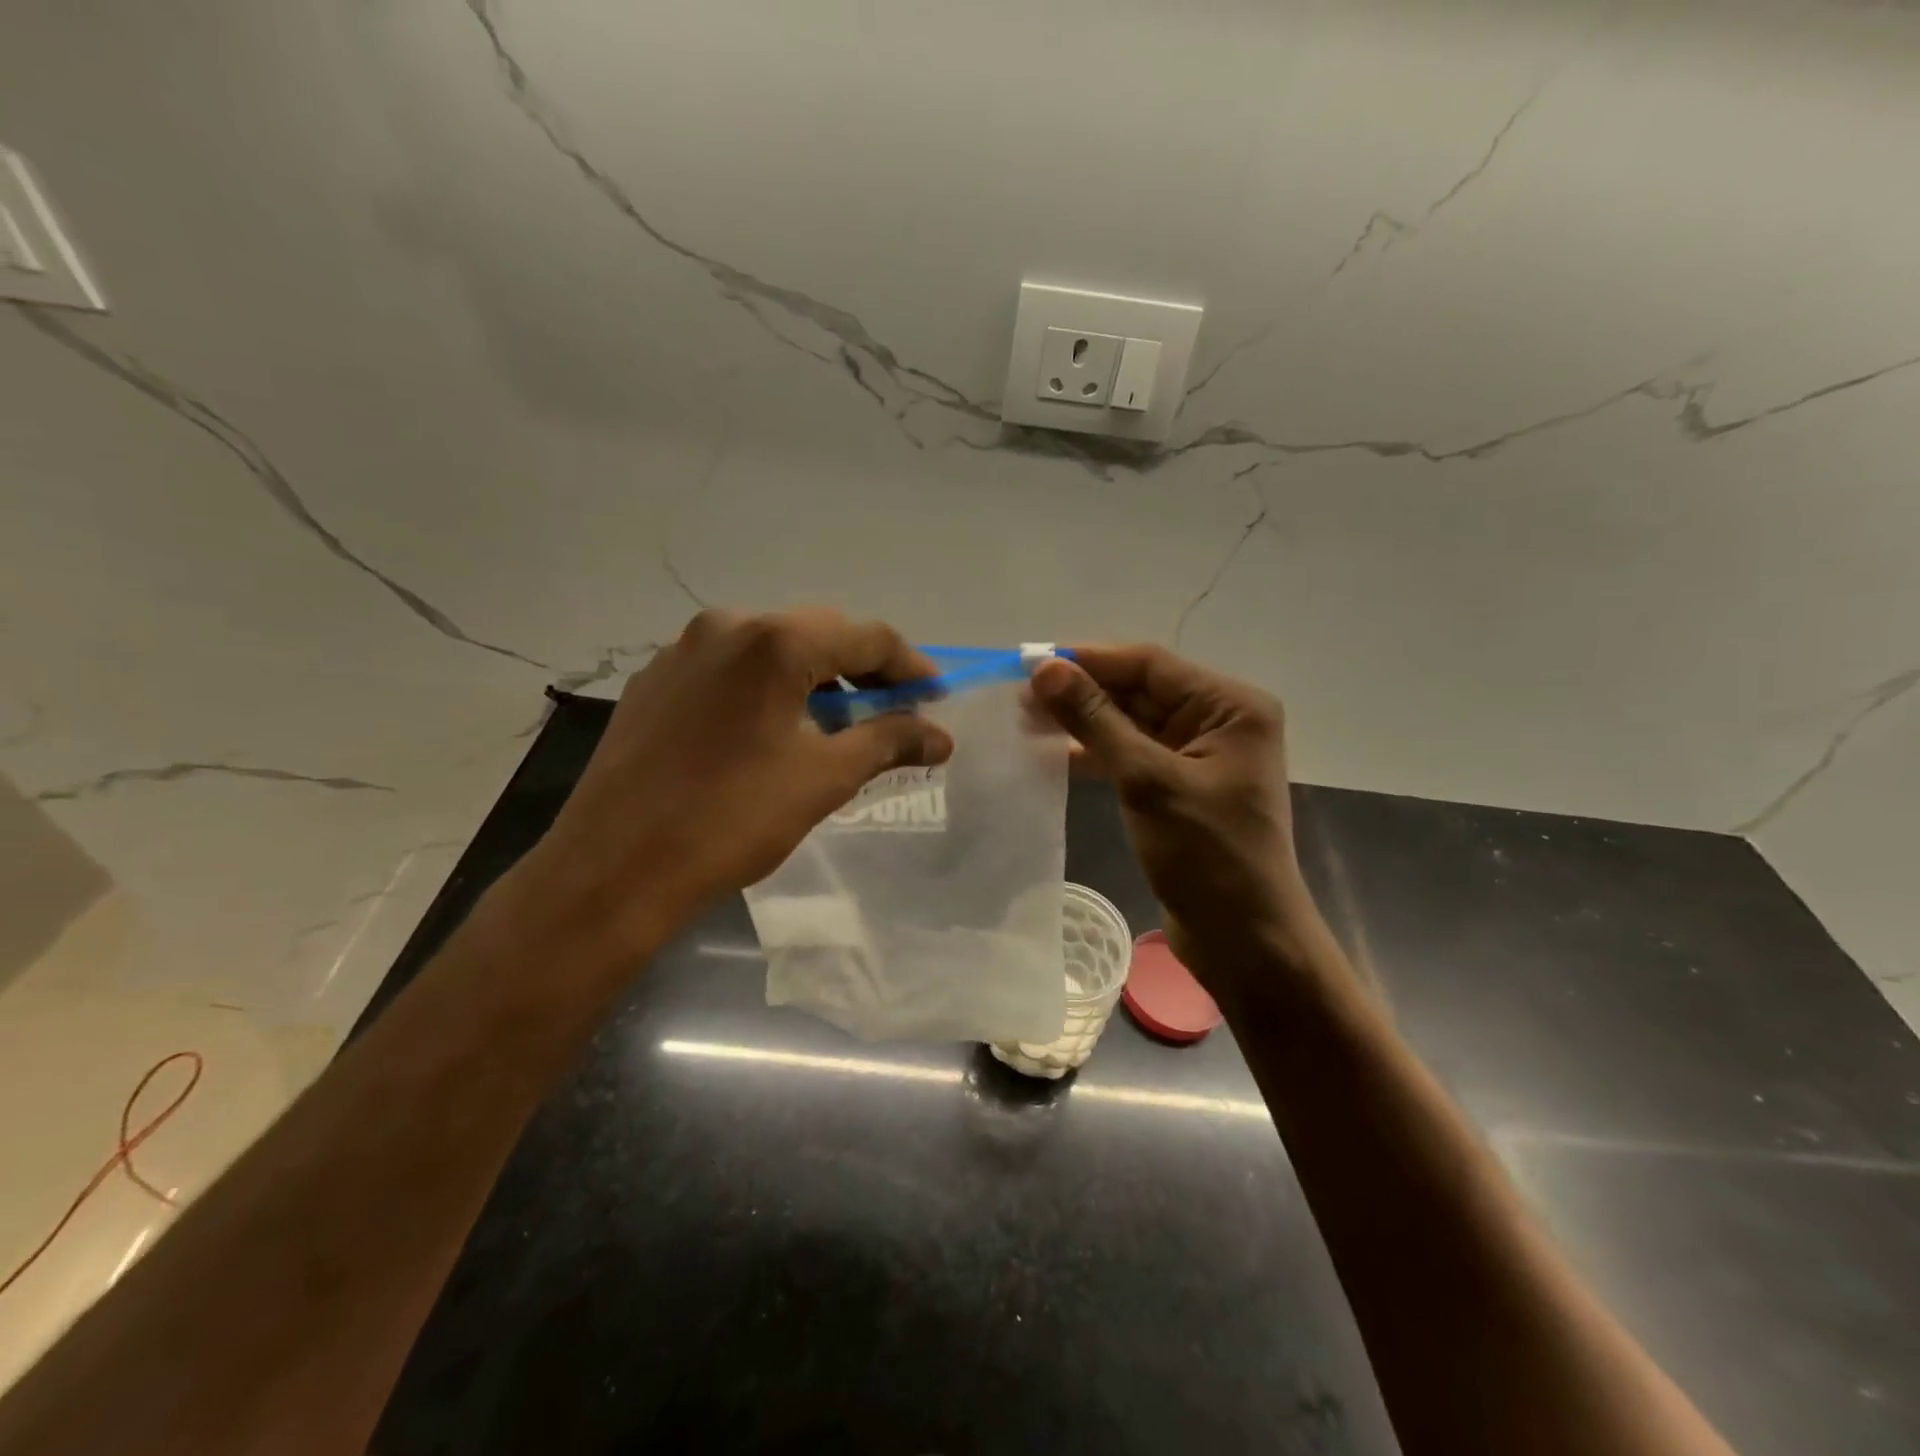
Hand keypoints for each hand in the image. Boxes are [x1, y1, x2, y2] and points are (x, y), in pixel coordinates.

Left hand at [514, 608, 953, 956]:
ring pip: (771, 650)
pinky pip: (731, 670)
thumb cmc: (732, 820)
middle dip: (864, 671)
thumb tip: (940, 736)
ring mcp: (683, 651)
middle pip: (818, 634)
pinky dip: (768, 689)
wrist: (614, 870)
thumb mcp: (824, 778)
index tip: (937, 698)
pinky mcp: (654, 681)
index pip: (867, 637)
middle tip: (894, 712)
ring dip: (815, 679)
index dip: (910, 668)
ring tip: (837, 724)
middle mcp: (726, 626)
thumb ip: (889, 742)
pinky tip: (773, 730)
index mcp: (774, 641)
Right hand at [1030, 645, 1327, 997]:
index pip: (1149, 665)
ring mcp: (1199, 756)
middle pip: (1139, 691)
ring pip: (1131, 724)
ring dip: (1083, 722)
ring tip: (1026, 722)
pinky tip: (1054, 753)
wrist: (1244, 941)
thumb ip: (1096, 720)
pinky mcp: (1180, 787)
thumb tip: (1046, 669)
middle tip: (1020, 697)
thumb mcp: (1147, 781)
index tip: (1031, 663)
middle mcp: (1218, 721)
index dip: (1089, 660)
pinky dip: (1096, 753)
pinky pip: (1132, 755)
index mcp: (1230, 707)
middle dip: (1082, 692)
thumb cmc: (1207, 856)